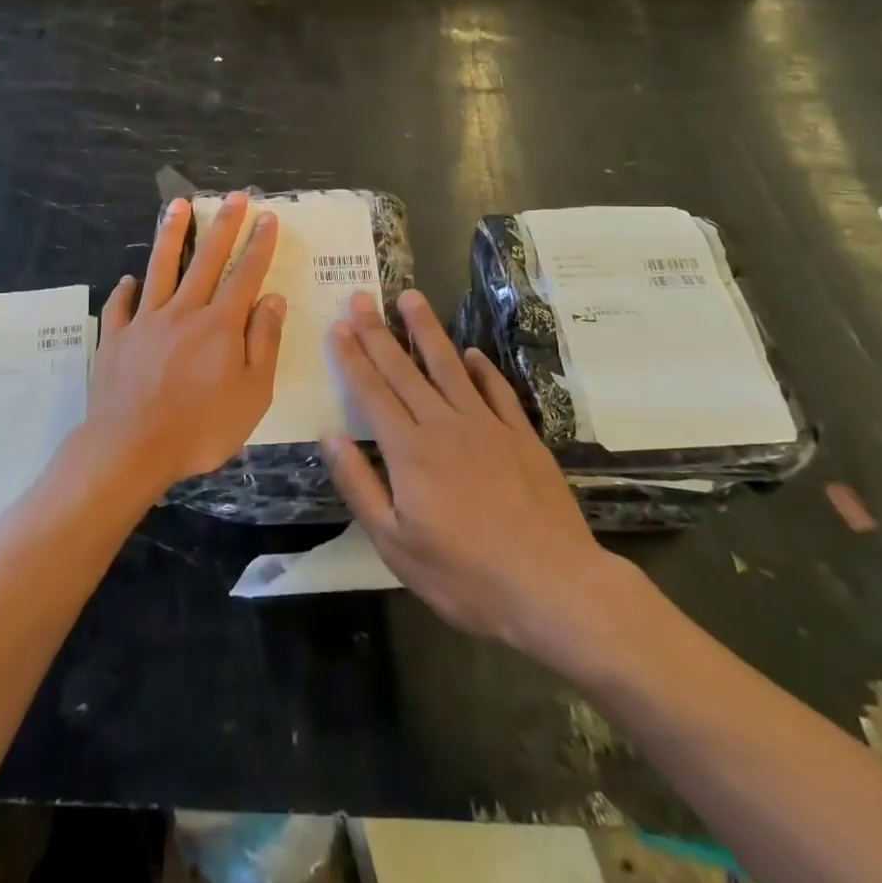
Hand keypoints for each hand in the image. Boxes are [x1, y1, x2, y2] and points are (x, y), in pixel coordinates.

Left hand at [83, 192, 285, 495]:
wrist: (131, 448)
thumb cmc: (200, 427)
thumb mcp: (252, 393)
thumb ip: (263, 343)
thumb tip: (272, 298)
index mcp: (220, 325)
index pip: (245, 274)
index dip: (258, 244)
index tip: (267, 217)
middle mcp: (183, 312)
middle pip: (206, 259)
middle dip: (222, 225)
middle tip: (233, 196)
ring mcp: (145, 322)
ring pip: (160, 268)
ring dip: (171, 234)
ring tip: (176, 205)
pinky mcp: (116, 339)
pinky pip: (120, 306)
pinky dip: (125, 290)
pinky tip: (128, 279)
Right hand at [322, 288, 631, 658]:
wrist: (553, 586)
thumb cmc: (464, 574)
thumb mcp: (394, 543)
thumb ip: (359, 484)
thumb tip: (328, 436)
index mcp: (408, 451)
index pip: (372, 391)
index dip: (352, 356)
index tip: (338, 324)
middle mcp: (444, 425)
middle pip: (404, 370)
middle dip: (378, 331)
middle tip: (362, 296)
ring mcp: (487, 426)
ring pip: (449, 367)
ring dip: (427, 330)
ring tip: (411, 297)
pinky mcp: (522, 437)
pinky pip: (497, 391)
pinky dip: (483, 369)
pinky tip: (472, 353)